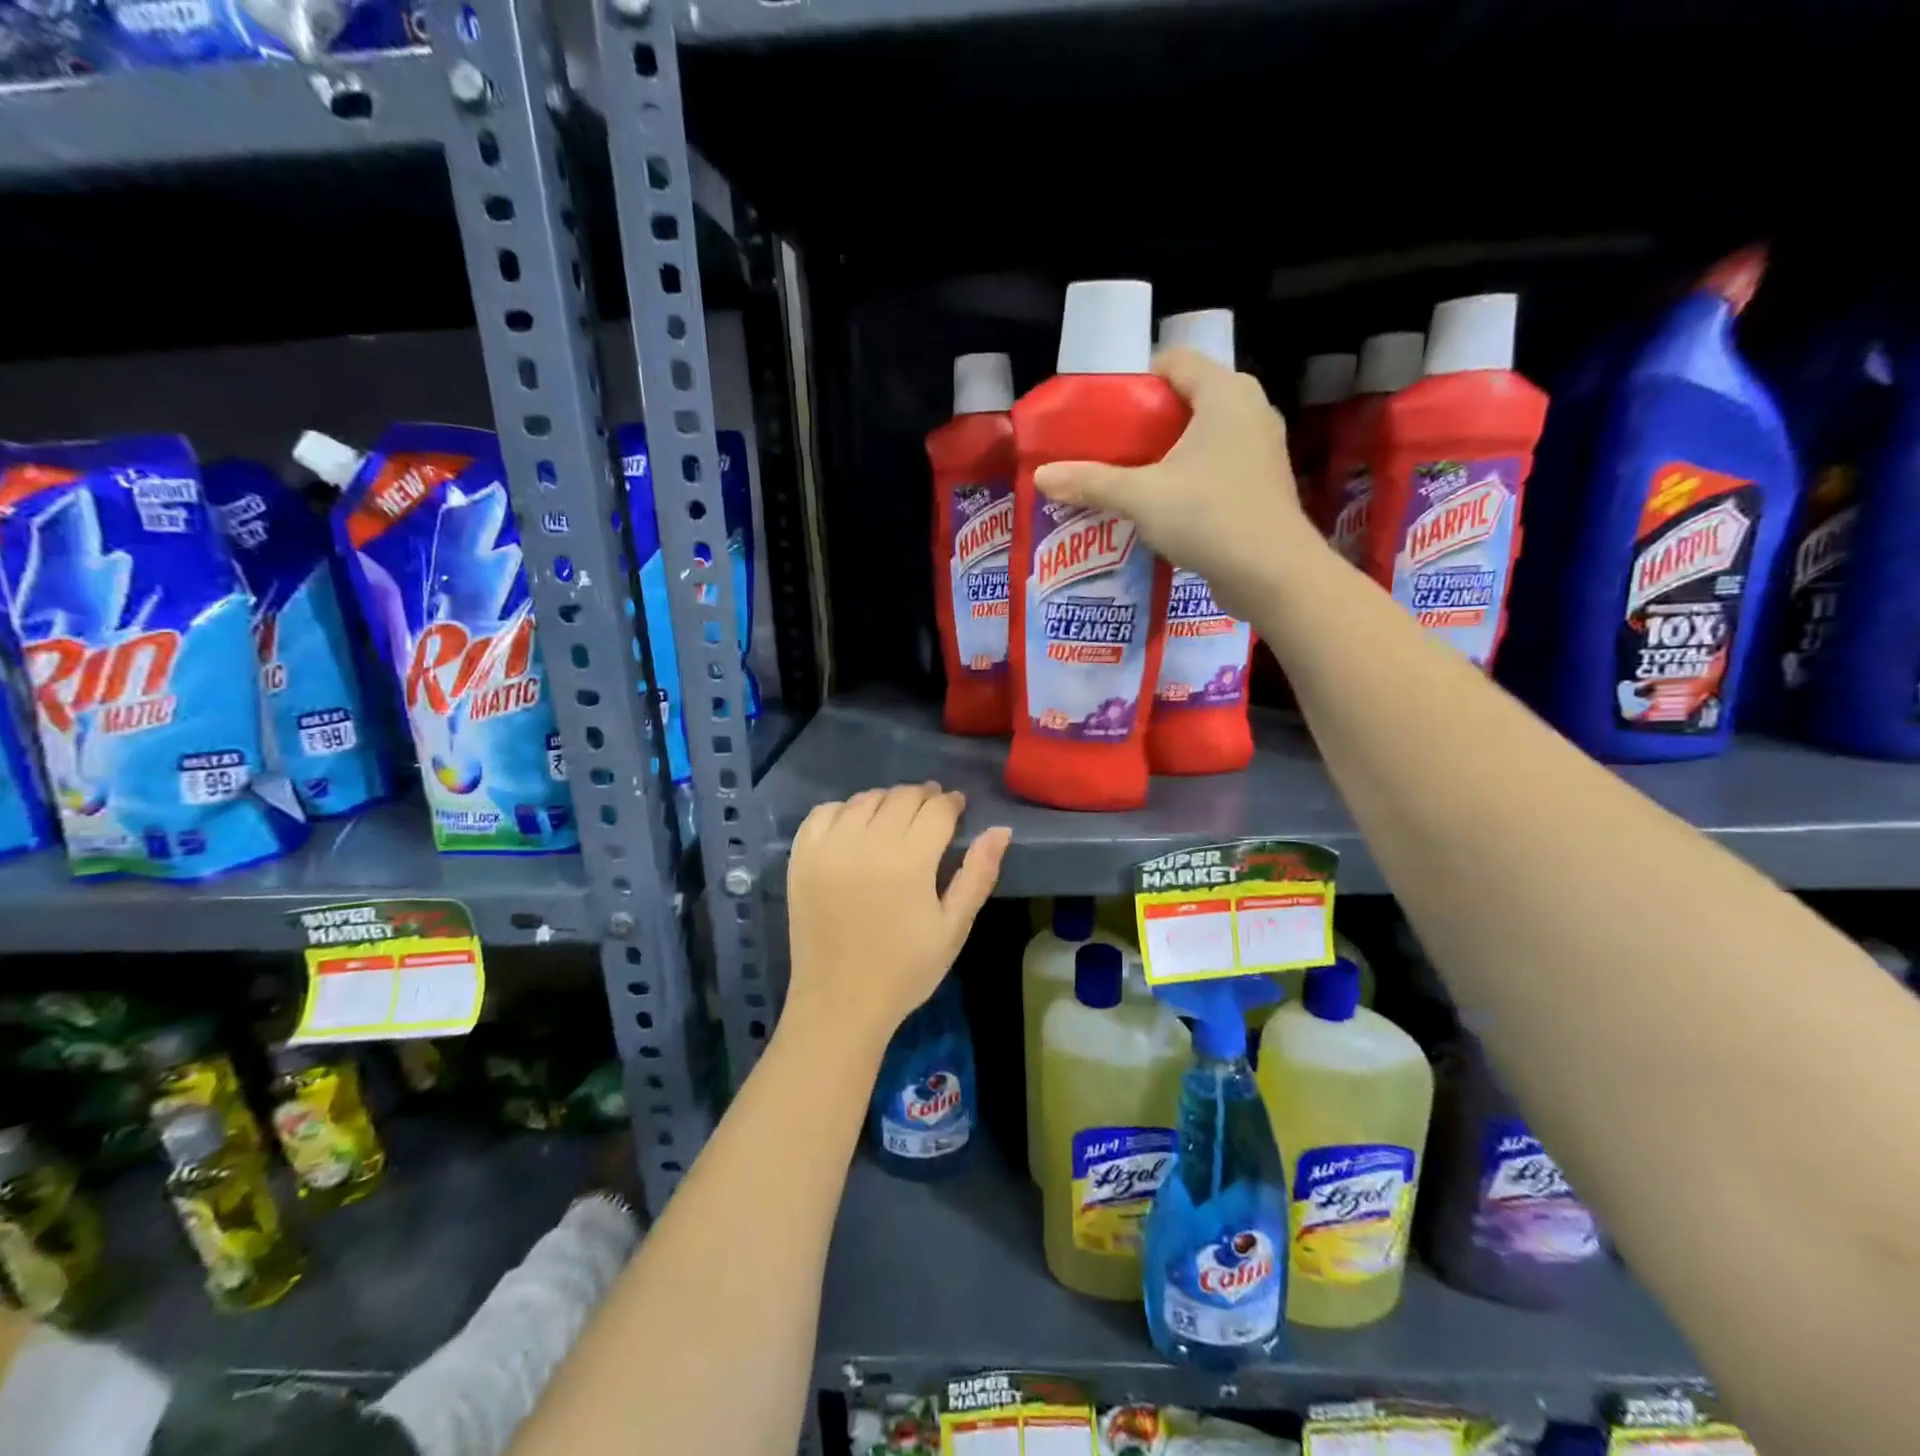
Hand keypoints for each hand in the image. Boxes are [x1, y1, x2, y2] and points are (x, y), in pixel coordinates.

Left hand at [782, 783, 1010, 1055]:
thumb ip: (978, 874)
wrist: (840, 1003)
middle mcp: (867, 843)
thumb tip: (1000, 830)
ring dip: (887, 801)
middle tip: (931, 813)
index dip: (951, 803)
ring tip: (896, 819)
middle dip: (923, 797)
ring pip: (865, 799)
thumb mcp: (954, 927)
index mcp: (910, 861)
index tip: (957, 807)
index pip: (936, 809)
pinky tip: (855, 827)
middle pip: (901, 796)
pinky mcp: (801, 858)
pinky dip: (844, 810)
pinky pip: (823, 812)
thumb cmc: (906, 970)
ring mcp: (829, 848)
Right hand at [1032, 347, 1324, 620]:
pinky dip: (1191, 475)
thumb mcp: (1141, 497)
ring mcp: (1261, 448)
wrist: (1271, 573)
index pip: (1175, 361)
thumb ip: (1091, 482)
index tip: (1105, 412)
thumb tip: (1042, 476)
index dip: (1136, 380)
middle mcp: (1250, 409)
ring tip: (1131, 475)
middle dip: (1149, 420)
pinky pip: (1218, 464)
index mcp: (1224, 393)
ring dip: (1169, 451)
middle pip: (1189, 398)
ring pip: (1205, 434)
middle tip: (1111, 446)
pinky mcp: (1263, 483)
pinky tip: (1164, 503)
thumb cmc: (1208, 516)